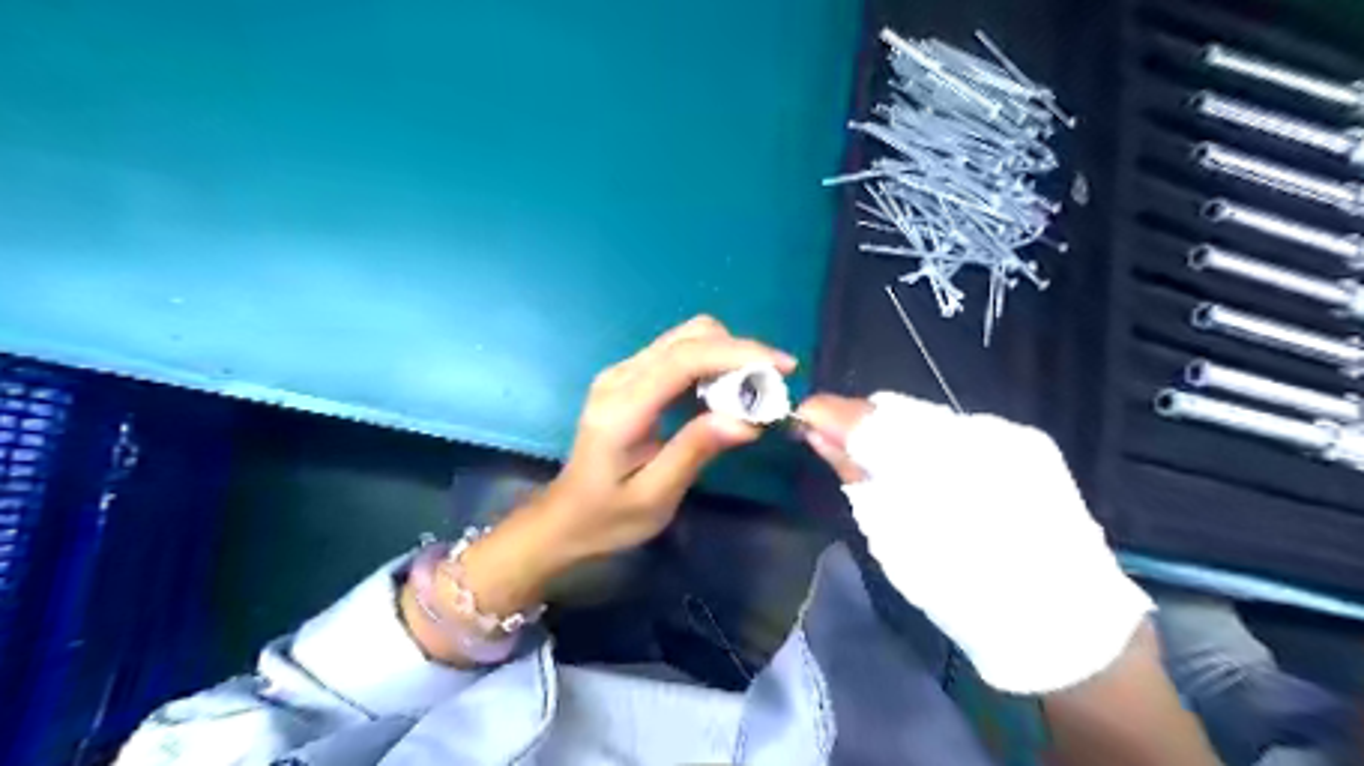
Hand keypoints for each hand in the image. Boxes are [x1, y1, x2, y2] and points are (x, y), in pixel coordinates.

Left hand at [401, 314, 795, 664]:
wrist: (564, 518)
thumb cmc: (608, 517)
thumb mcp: (655, 496)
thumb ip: (695, 451)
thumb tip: (747, 420)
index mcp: (622, 407)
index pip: (685, 359)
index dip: (738, 354)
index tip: (783, 367)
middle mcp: (620, 377)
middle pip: (688, 337)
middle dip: (739, 352)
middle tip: (772, 388)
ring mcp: (622, 373)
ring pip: (686, 339)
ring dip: (727, 356)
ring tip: (755, 393)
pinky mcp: (629, 378)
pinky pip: (678, 354)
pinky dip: (712, 364)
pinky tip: (727, 393)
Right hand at [794, 391, 1140, 695]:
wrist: (1063, 620)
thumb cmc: (963, 593)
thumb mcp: (894, 541)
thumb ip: (855, 478)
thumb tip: (817, 436)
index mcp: (933, 468)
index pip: (866, 419)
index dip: (828, 413)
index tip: (803, 417)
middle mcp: (975, 433)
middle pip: (897, 408)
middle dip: (862, 422)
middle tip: (842, 445)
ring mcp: (1007, 432)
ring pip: (929, 414)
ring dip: (898, 432)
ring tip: (890, 463)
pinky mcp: (1030, 439)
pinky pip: (962, 427)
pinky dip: (935, 442)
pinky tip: (937, 471)